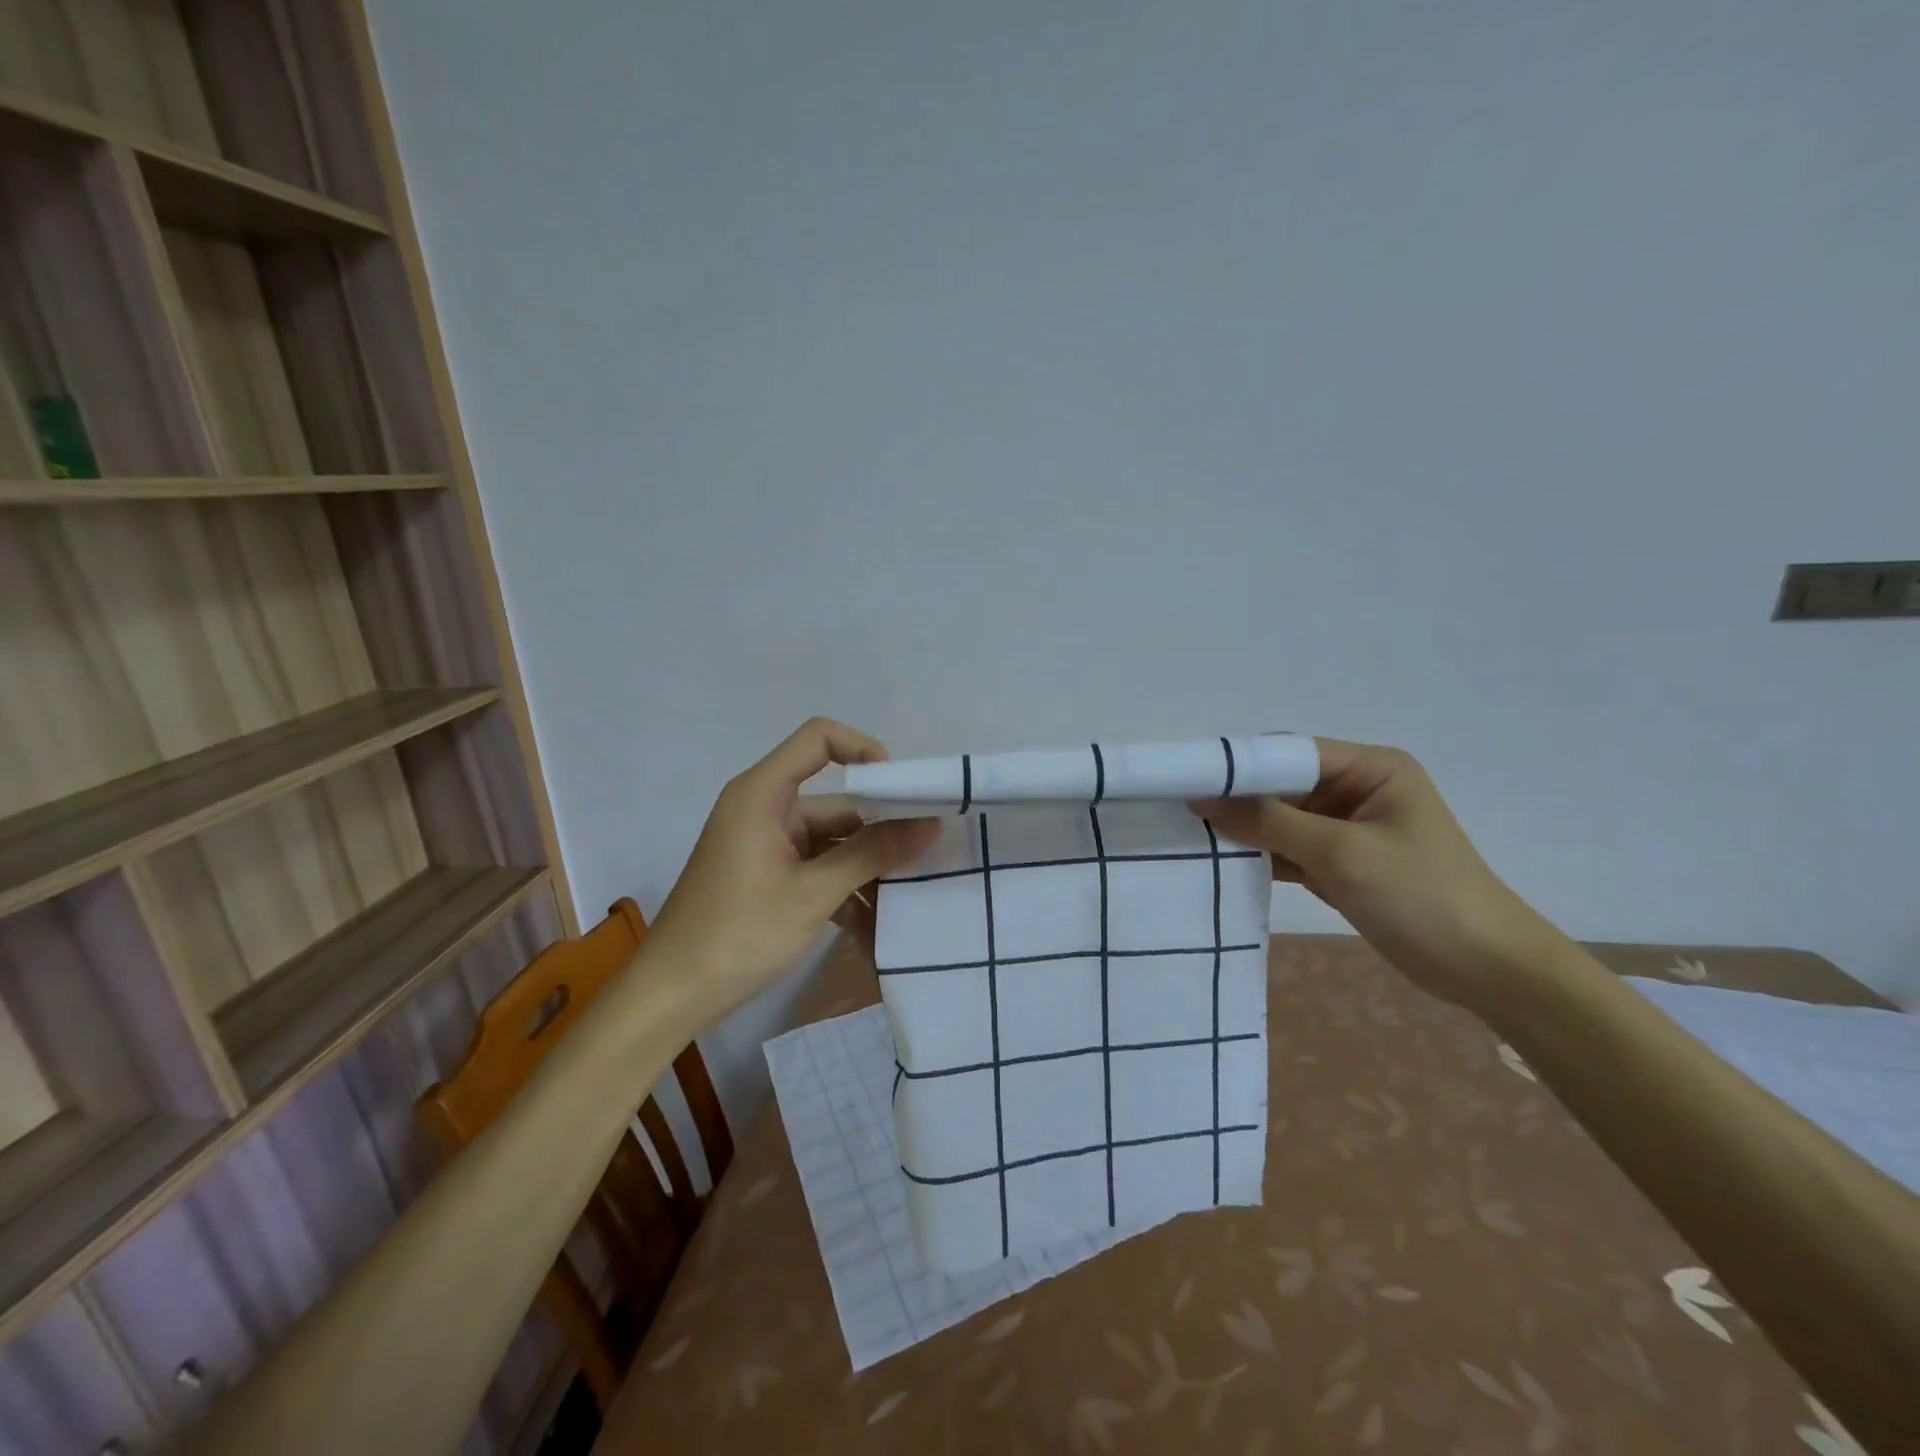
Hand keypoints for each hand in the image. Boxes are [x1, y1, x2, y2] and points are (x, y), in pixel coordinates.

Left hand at [646, 718, 938, 1022]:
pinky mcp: (767, 875)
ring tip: (909, 896)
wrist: (671, 995)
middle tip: (927, 855)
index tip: (902, 790)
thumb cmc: (739, 933)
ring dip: (866, 866)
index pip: (819, 738)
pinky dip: (843, 886)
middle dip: (880, 828)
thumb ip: (873, 854)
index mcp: (763, 794)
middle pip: (836, 801)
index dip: (863, 749)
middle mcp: (764, 808)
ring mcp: (765, 844)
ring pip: (831, 840)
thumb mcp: (814, 892)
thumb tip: (930, 825)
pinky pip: (816, 866)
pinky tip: (874, 921)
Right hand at [1194, 739, 1559, 1008]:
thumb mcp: (1340, 853)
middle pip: (1283, 784)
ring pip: (1282, 818)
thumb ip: (1268, 822)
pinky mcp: (1342, 862)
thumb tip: (1203, 798)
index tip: (1190, 782)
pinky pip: (1291, 848)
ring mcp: (1349, 828)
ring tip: (1195, 839)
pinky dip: (1263, 856)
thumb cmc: (1420, 895)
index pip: (1292, 752)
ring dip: (1247, 831)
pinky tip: (1225, 864)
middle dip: (1240, 800)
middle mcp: (1358, 788)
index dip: (1242, 766)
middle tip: (1186, 814)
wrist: (1485, 969)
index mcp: (1371, 768)